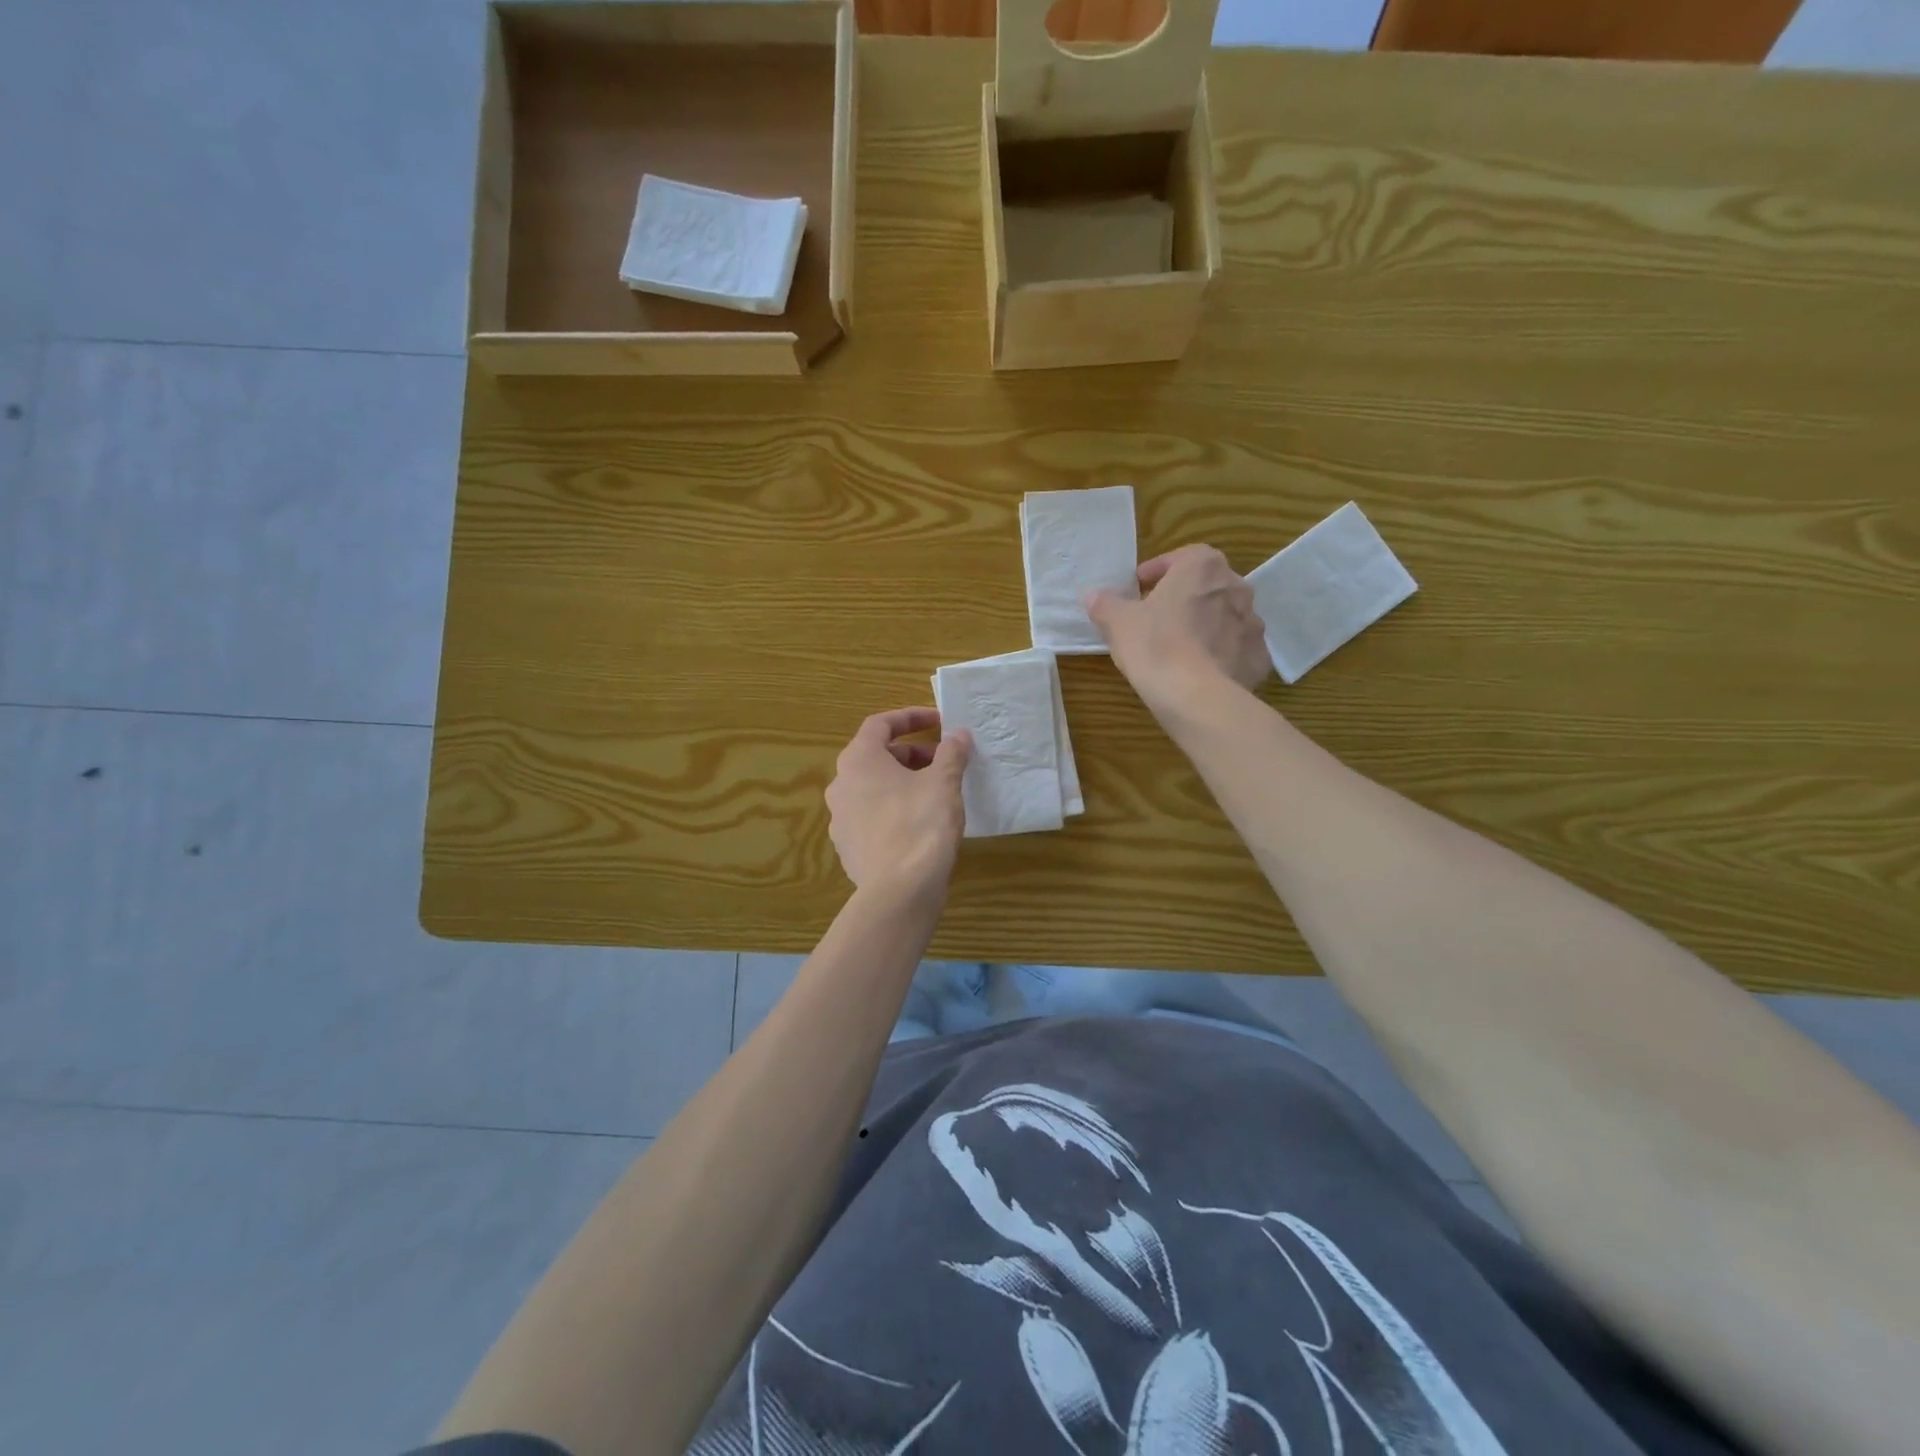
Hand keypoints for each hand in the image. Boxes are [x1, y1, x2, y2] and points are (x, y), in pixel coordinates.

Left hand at [826, 708, 971, 901]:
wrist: (899, 892)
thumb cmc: (920, 825)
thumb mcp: (944, 783)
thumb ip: (951, 753)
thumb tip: (958, 735)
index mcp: (858, 761)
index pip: (880, 724)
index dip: (911, 717)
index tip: (939, 722)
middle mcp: (841, 785)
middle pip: (876, 757)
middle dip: (912, 754)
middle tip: (944, 761)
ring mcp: (840, 819)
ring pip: (874, 788)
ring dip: (904, 782)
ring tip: (936, 792)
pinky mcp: (849, 848)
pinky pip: (873, 817)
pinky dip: (895, 809)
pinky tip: (921, 824)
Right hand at [1087, 544, 1271, 710]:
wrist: (1197, 697)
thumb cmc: (1155, 646)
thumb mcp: (1118, 622)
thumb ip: (1105, 604)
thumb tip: (1091, 595)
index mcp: (1203, 567)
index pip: (1182, 557)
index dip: (1159, 570)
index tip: (1140, 587)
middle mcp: (1236, 587)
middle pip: (1207, 585)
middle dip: (1184, 597)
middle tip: (1158, 617)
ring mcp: (1253, 623)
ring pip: (1225, 617)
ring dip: (1205, 624)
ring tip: (1180, 647)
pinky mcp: (1259, 658)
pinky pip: (1237, 649)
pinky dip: (1221, 654)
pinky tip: (1201, 671)